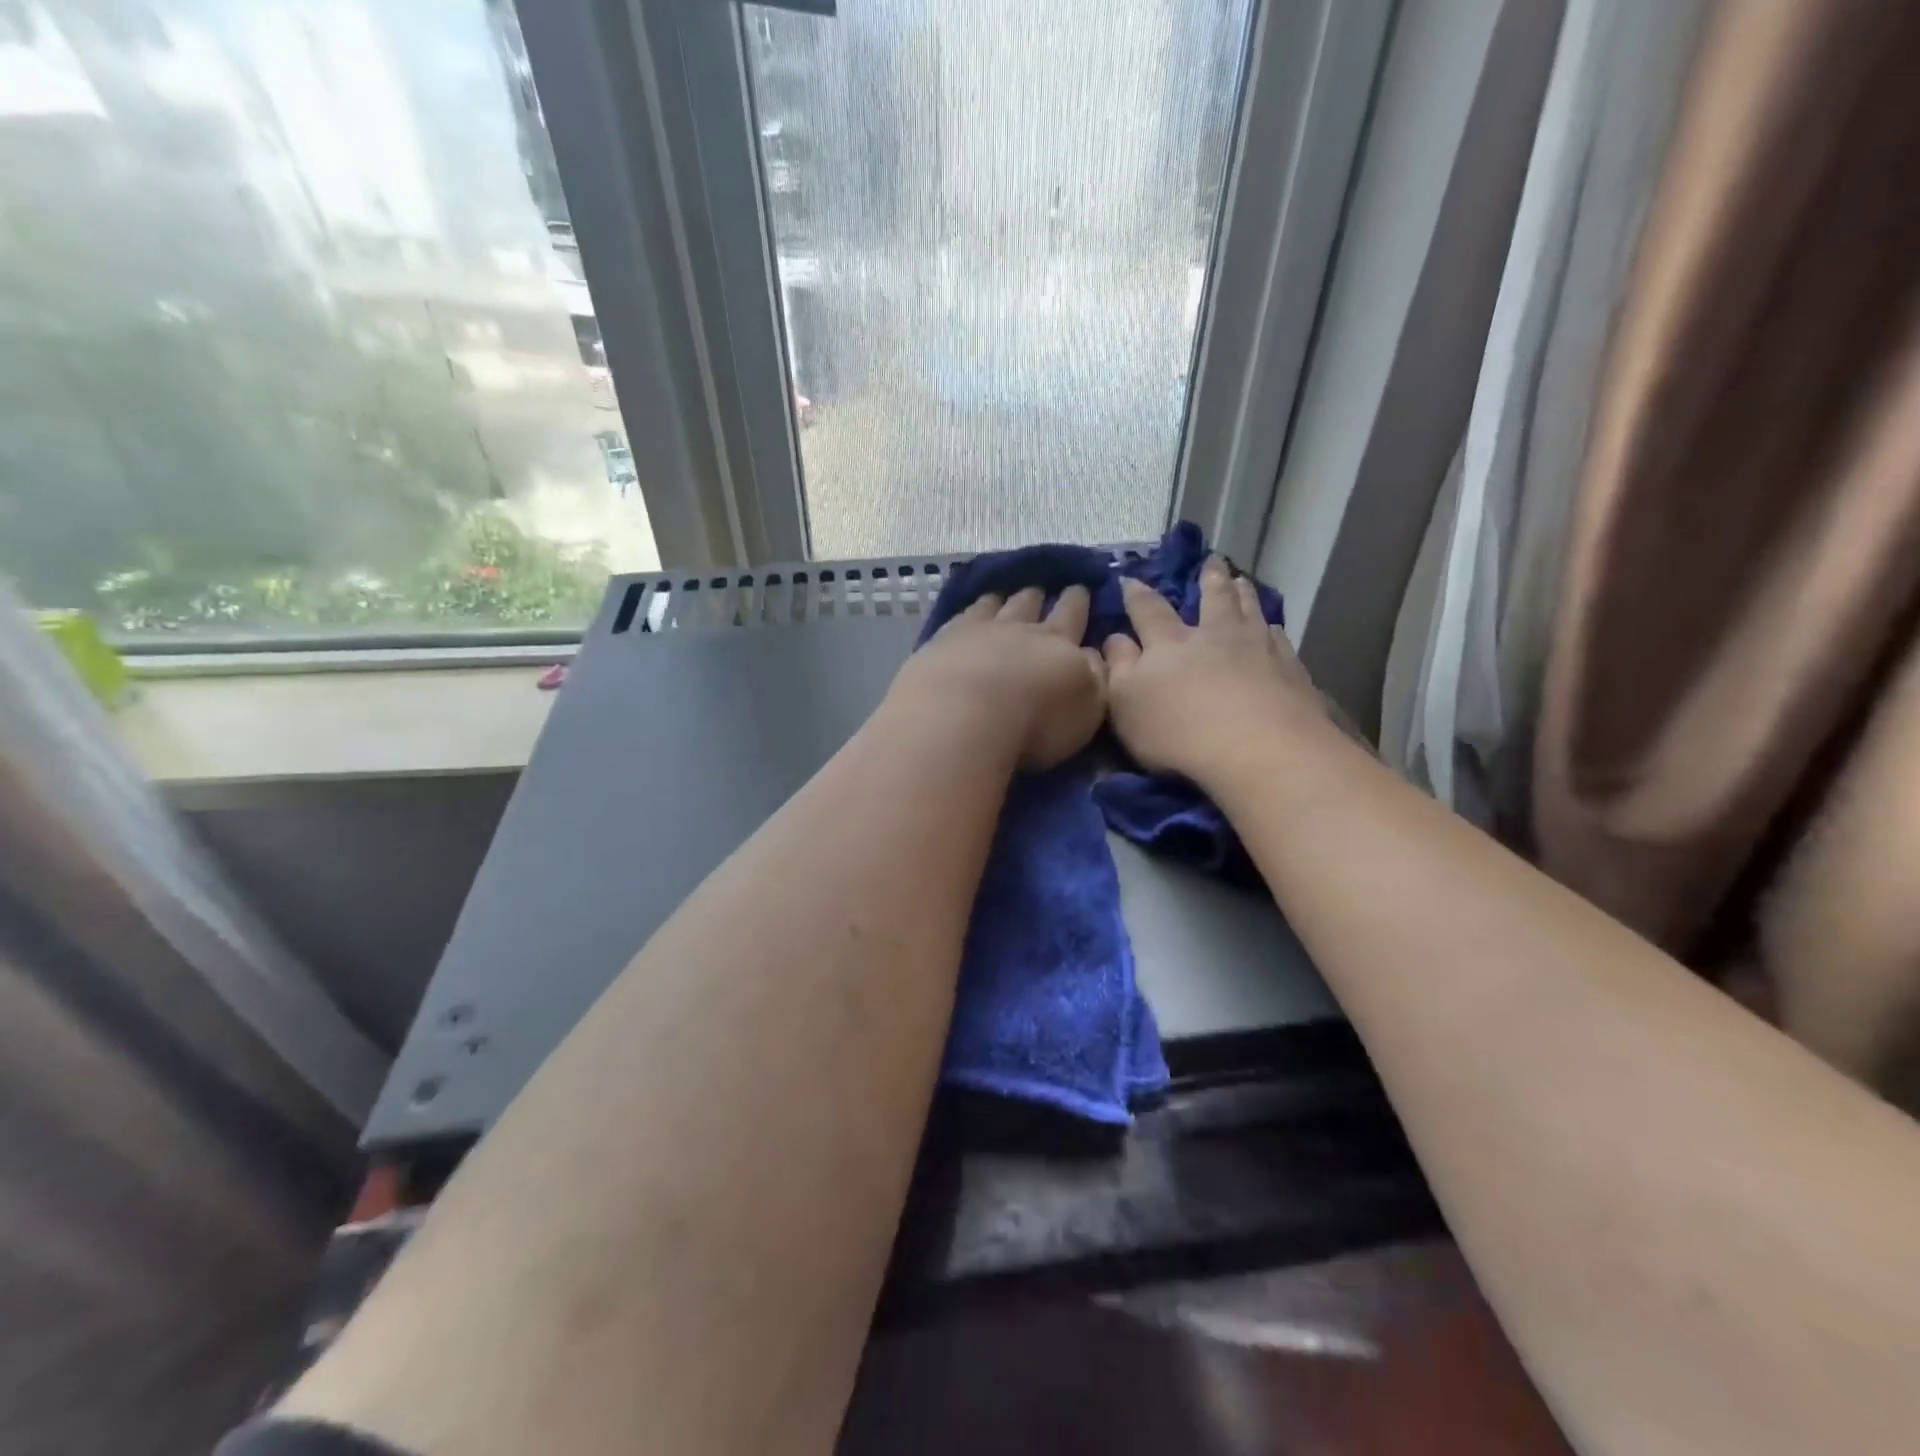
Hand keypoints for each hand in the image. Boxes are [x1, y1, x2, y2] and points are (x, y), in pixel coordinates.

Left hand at [890, 585, 1106, 769]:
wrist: (966, 714)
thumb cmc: (1036, 722)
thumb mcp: (1086, 707)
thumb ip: (1094, 677)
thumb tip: (1091, 654)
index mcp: (1059, 644)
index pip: (1072, 616)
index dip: (1077, 602)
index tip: (1079, 588)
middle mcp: (1019, 629)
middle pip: (1031, 605)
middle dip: (1040, 596)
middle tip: (1042, 588)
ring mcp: (978, 631)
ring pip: (994, 606)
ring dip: (1002, 599)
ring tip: (1002, 595)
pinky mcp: (943, 641)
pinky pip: (961, 617)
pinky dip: (969, 611)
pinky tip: (968, 612)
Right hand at [1102, 557, 1327, 787]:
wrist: (1258, 748)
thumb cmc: (1178, 731)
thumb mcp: (1126, 703)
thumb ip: (1118, 667)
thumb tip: (1114, 637)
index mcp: (1169, 644)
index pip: (1148, 611)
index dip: (1137, 596)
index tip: (1131, 580)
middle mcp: (1214, 636)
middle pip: (1212, 599)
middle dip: (1208, 580)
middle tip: (1211, 562)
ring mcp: (1257, 649)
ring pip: (1249, 612)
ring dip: (1244, 594)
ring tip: (1242, 581)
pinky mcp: (1290, 671)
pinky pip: (1279, 641)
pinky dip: (1273, 631)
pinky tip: (1274, 631)